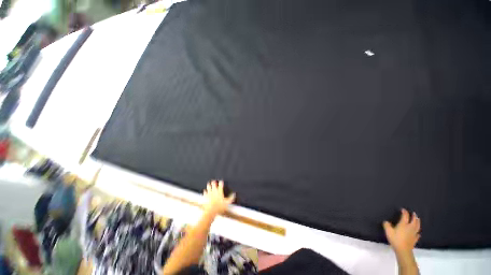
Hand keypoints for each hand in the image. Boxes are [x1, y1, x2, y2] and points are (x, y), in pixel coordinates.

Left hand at [202, 180, 235, 215]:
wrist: (211, 211)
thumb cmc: (219, 207)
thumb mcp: (227, 203)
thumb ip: (231, 198)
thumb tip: (234, 194)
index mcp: (219, 192)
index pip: (220, 185)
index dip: (221, 182)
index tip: (221, 181)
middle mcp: (214, 191)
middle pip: (213, 185)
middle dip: (213, 182)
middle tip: (213, 180)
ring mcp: (209, 194)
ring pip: (209, 187)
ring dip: (209, 185)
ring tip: (208, 183)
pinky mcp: (205, 197)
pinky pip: (205, 193)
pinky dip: (205, 191)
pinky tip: (205, 190)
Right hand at [383, 209, 420, 254]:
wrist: (403, 250)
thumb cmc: (395, 239)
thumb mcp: (388, 231)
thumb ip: (386, 225)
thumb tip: (386, 221)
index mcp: (404, 224)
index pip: (405, 216)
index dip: (404, 212)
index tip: (402, 209)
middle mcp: (410, 227)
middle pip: (414, 220)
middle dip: (414, 216)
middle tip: (414, 213)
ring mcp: (414, 233)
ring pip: (417, 226)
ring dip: (418, 222)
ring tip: (418, 219)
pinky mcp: (415, 239)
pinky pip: (417, 234)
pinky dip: (418, 232)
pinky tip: (418, 232)